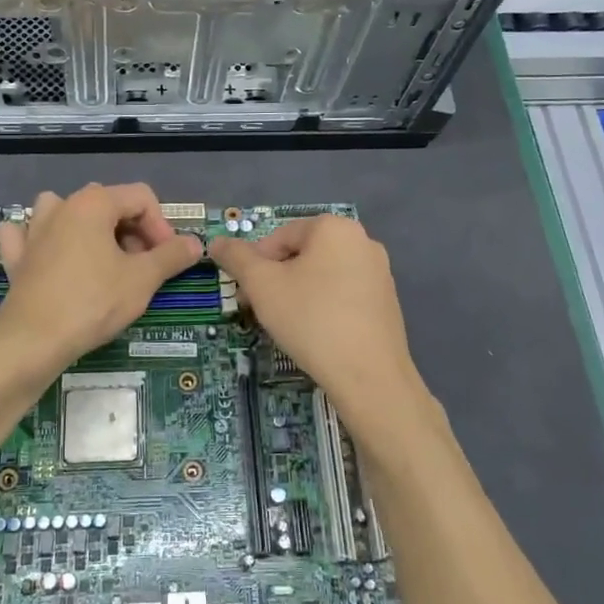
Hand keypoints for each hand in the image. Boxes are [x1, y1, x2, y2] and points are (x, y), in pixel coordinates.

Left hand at [0, 184, 201, 370]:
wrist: (33, 340)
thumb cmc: (93, 302)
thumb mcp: (143, 279)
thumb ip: (171, 256)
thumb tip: (195, 243)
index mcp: (94, 203)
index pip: (141, 198)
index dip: (161, 226)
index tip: (167, 258)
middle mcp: (62, 206)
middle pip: (108, 204)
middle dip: (131, 231)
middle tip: (142, 267)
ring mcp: (33, 230)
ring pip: (66, 213)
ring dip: (88, 229)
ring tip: (102, 259)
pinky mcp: (16, 256)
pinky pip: (28, 236)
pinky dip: (40, 241)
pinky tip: (49, 257)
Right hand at [208, 217, 438, 451]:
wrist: (369, 376)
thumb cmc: (311, 319)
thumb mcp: (262, 285)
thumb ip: (237, 258)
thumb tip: (217, 242)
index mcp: (335, 227)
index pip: (279, 236)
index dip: (255, 265)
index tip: (247, 296)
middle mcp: (362, 241)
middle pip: (302, 254)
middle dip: (275, 280)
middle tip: (261, 311)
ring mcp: (379, 272)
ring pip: (322, 275)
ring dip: (297, 294)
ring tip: (287, 325)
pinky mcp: (387, 302)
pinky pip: (343, 294)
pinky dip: (323, 307)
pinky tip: (316, 334)